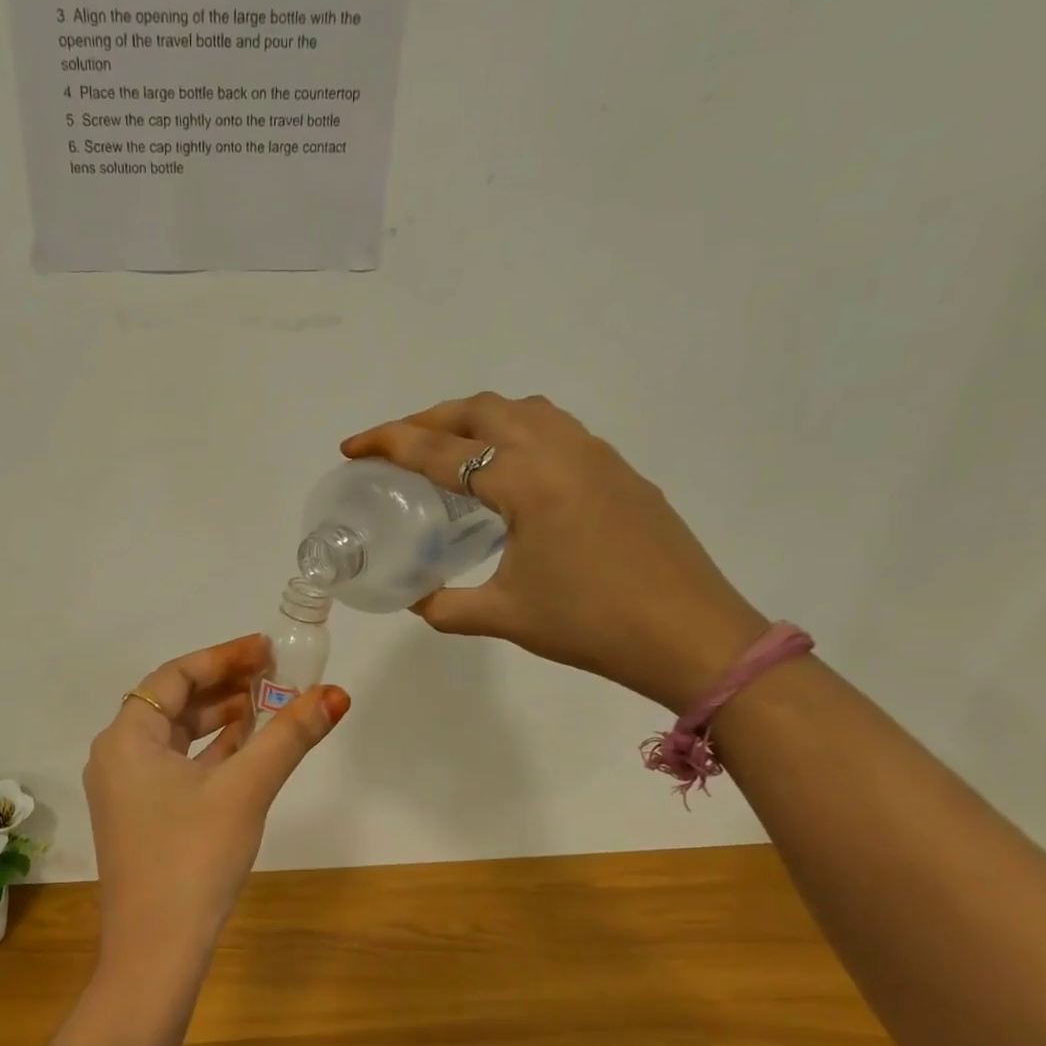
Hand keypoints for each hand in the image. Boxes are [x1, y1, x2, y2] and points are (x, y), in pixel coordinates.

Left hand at [84, 634, 348, 984]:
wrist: (155, 954)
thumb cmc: (192, 859)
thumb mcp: (245, 789)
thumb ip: (289, 736)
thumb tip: (336, 694)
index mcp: (126, 738)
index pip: (175, 676)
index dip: (223, 657)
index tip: (267, 650)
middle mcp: (118, 757)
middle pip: (174, 703)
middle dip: (225, 686)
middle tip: (275, 674)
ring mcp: (127, 790)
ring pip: (178, 737)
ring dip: (222, 719)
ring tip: (269, 705)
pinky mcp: (142, 818)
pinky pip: (178, 767)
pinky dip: (212, 753)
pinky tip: (249, 749)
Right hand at [344, 393, 768, 712]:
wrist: (693, 636)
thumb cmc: (592, 625)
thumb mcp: (506, 617)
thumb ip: (446, 605)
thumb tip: (414, 598)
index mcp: (526, 481)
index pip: (441, 450)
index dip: (389, 443)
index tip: (352, 446)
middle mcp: (560, 451)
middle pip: (481, 409)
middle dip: (429, 418)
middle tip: (395, 445)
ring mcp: (597, 455)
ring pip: (524, 409)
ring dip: (476, 418)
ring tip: (448, 449)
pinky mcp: (620, 471)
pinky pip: (556, 429)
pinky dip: (516, 433)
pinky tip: (509, 474)